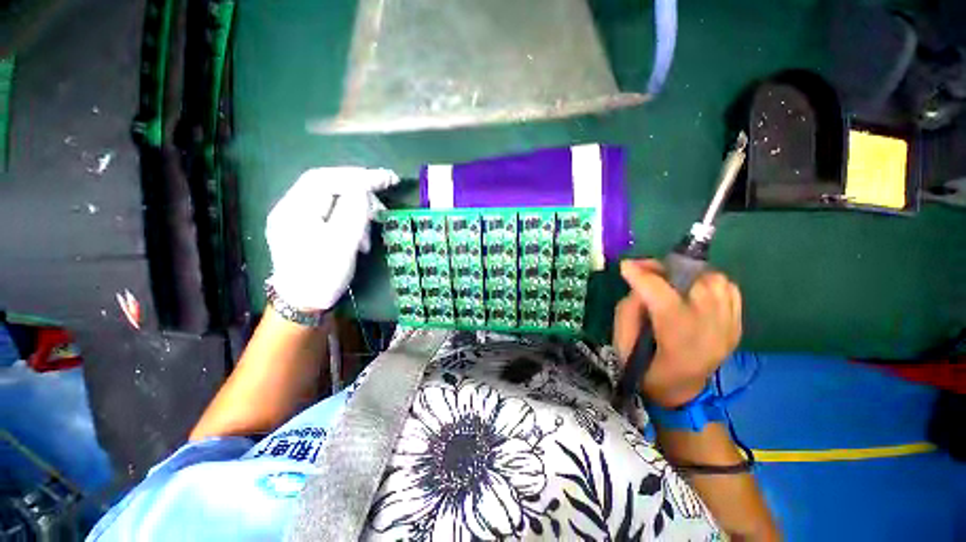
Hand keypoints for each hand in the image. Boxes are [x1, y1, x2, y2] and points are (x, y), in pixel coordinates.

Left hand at [266, 167, 398, 310]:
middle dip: (360, 191)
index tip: (388, 179)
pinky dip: (352, 221)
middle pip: (329, 186)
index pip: (325, 178)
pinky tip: (361, 237)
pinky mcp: (308, 229)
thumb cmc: (322, 275)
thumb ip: (353, 211)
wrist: (303, 304)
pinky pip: (333, 214)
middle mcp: (291, 208)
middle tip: (384, 204)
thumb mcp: (341, 244)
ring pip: (333, 201)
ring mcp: (298, 219)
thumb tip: (363, 188)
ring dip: (358, 210)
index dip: (358, 175)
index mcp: (294, 209)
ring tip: (372, 230)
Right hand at [613, 259, 741, 408]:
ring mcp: (729, 327)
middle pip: (694, 282)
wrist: (680, 392)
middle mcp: (711, 331)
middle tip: (646, 273)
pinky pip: (728, 288)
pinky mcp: (737, 324)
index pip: (664, 297)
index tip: (625, 266)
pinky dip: (708, 282)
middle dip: (664, 271)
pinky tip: (691, 290)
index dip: (642, 276)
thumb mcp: (623, 340)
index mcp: (678, 340)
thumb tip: (639, 280)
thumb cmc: (644, 367)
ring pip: (714, 280)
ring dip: (687, 275)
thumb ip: (629, 307)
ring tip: (669, 282)